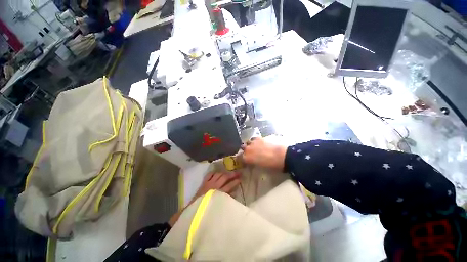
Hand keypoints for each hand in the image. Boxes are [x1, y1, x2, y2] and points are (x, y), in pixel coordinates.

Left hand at [169, 172, 240, 225]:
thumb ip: (227, 198)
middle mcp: (214, 186)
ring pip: (218, 174)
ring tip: (229, 172)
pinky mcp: (204, 182)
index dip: (235, 181)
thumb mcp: (218, 206)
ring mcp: (209, 183)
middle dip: (232, 174)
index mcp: (219, 193)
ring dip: (225, 173)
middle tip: (238, 173)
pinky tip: (218, 172)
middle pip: (225, 177)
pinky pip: (210, 174)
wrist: (193, 210)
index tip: (240, 179)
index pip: (229, 185)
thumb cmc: (207, 209)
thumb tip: (234, 192)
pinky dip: (214, 173)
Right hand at [241, 137, 286, 170]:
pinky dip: (255, 141)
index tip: (244, 161)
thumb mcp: (260, 168)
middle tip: (250, 154)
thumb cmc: (271, 166)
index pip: (239, 158)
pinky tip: (259, 144)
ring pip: (247, 142)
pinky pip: (254, 139)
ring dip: (249, 145)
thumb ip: (253, 164)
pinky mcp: (259, 138)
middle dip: (245, 151)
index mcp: (247, 158)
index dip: (241, 159)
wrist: (282, 156)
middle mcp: (247, 149)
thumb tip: (251, 163)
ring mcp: (253, 142)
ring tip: (254, 148)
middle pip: (242, 148)